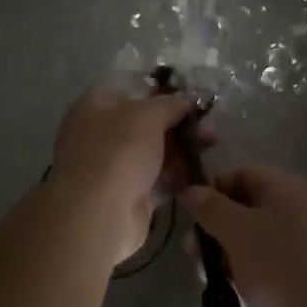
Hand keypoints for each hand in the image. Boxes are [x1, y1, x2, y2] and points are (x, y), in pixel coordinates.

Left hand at [50, 84, 195, 265]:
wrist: (97, 216)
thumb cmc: (118, 152)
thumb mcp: (147, 116)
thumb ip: (170, 104)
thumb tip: (187, 98)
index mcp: (95, 105)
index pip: (131, 89)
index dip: (161, 92)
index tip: (190, 99)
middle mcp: (100, 133)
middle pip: (145, 122)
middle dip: (178, 123)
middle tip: (208, 127)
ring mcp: (112, 166)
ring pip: (153, 151)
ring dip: (181, 149)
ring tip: (211, 146)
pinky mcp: (126, 195)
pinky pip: (155, 179)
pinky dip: (175, 175)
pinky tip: (200, 172)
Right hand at [182, 164, 306, 306]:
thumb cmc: (281, 266)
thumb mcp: (238, 231)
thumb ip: (211, 208)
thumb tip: (191, 189)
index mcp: (290, 189)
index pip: (245, 172)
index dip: (214, 186)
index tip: (189, 210)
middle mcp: (301, 213)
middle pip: (247, 209)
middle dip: (216, 228)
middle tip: (192, 252)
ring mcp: (305, 248)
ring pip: (255, 242)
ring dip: (227, 256)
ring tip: (207, 277)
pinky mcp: (305, 281)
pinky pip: (267, 268)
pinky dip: (247, 276)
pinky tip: (232, 294)